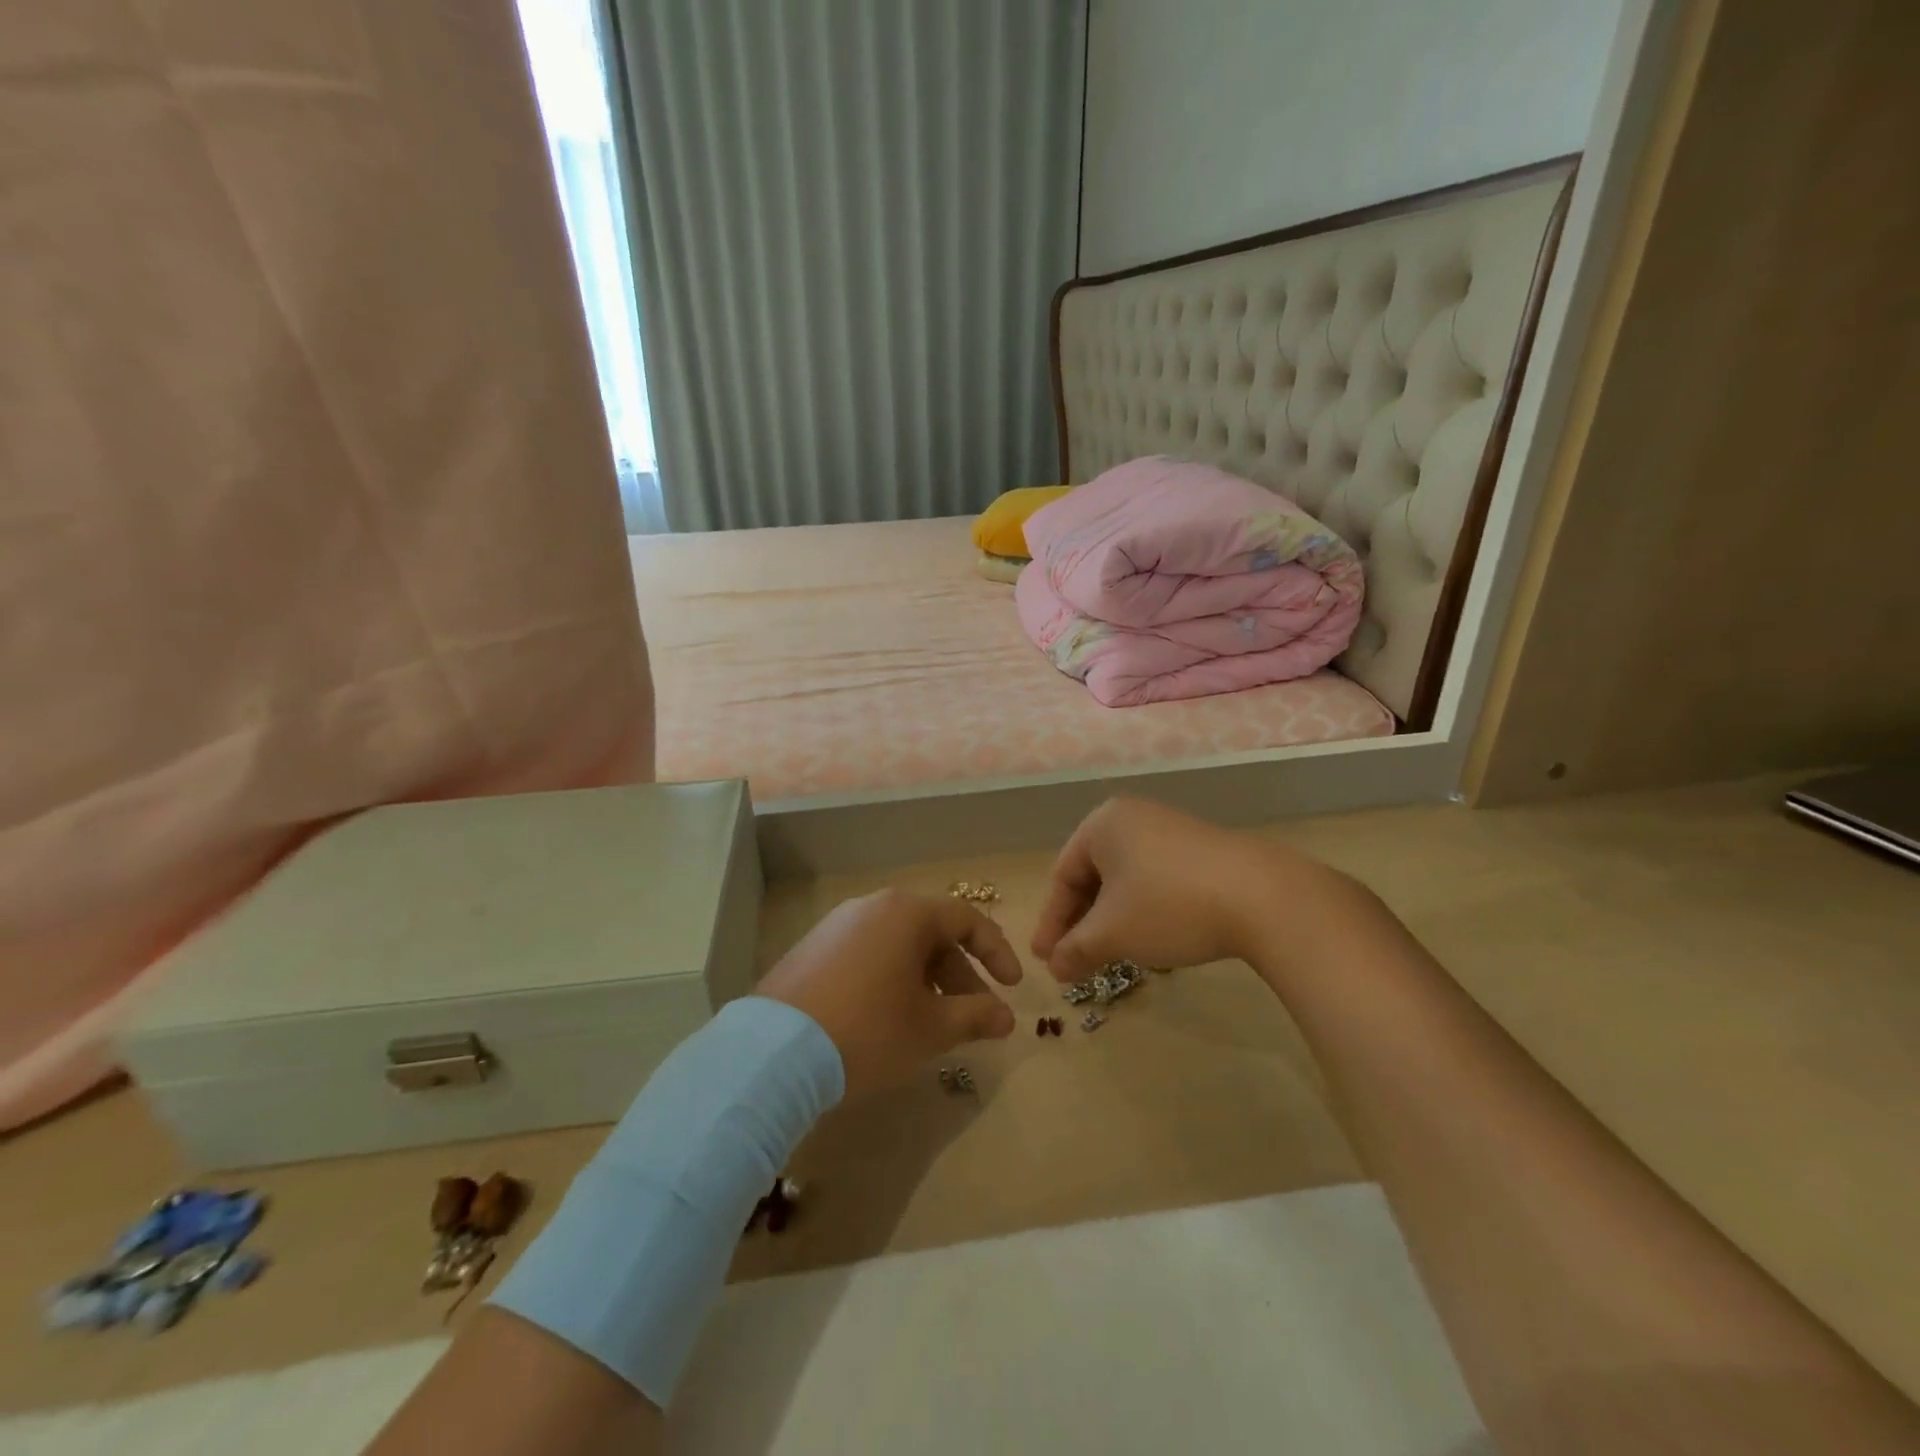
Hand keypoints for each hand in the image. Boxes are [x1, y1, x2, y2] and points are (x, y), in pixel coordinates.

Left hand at [758, 889, 1021, 1096]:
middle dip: (960, 976)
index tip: (1013, 988)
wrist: (775, 1051)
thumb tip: (1006, 1017)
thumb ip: (975, 1016)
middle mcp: (873, 907)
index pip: (967, 921)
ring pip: (899, 946)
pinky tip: (889, 1019)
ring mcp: (838, 925)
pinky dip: (891, 980)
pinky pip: (868, 955)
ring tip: (933, 1024)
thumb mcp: (930, 1028)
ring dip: (926, 981)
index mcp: (907, 913)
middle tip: (974, 1017)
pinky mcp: (813, 949)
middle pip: (931, 934)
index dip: (996, 953)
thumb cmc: (868, 1030)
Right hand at [1032, 798, 1344, 979]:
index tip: (1045, 961)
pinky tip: (1150, 938)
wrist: (1263, 897)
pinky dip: (1142, 911)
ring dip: (1111, 920)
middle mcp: (1133, 817)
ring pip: (1125, 881)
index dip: (1051, 922)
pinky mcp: (1200, 849)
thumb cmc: (1169, 907)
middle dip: (1081, 923)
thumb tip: (1054, 968)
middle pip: (1093, 876)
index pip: (1062, 875)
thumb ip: (1074, 949)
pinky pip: (1155, 880)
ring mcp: (1170, 830)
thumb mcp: (1112, 933)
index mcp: (1103, 824)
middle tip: (1072, 961)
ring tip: (1109, 955)